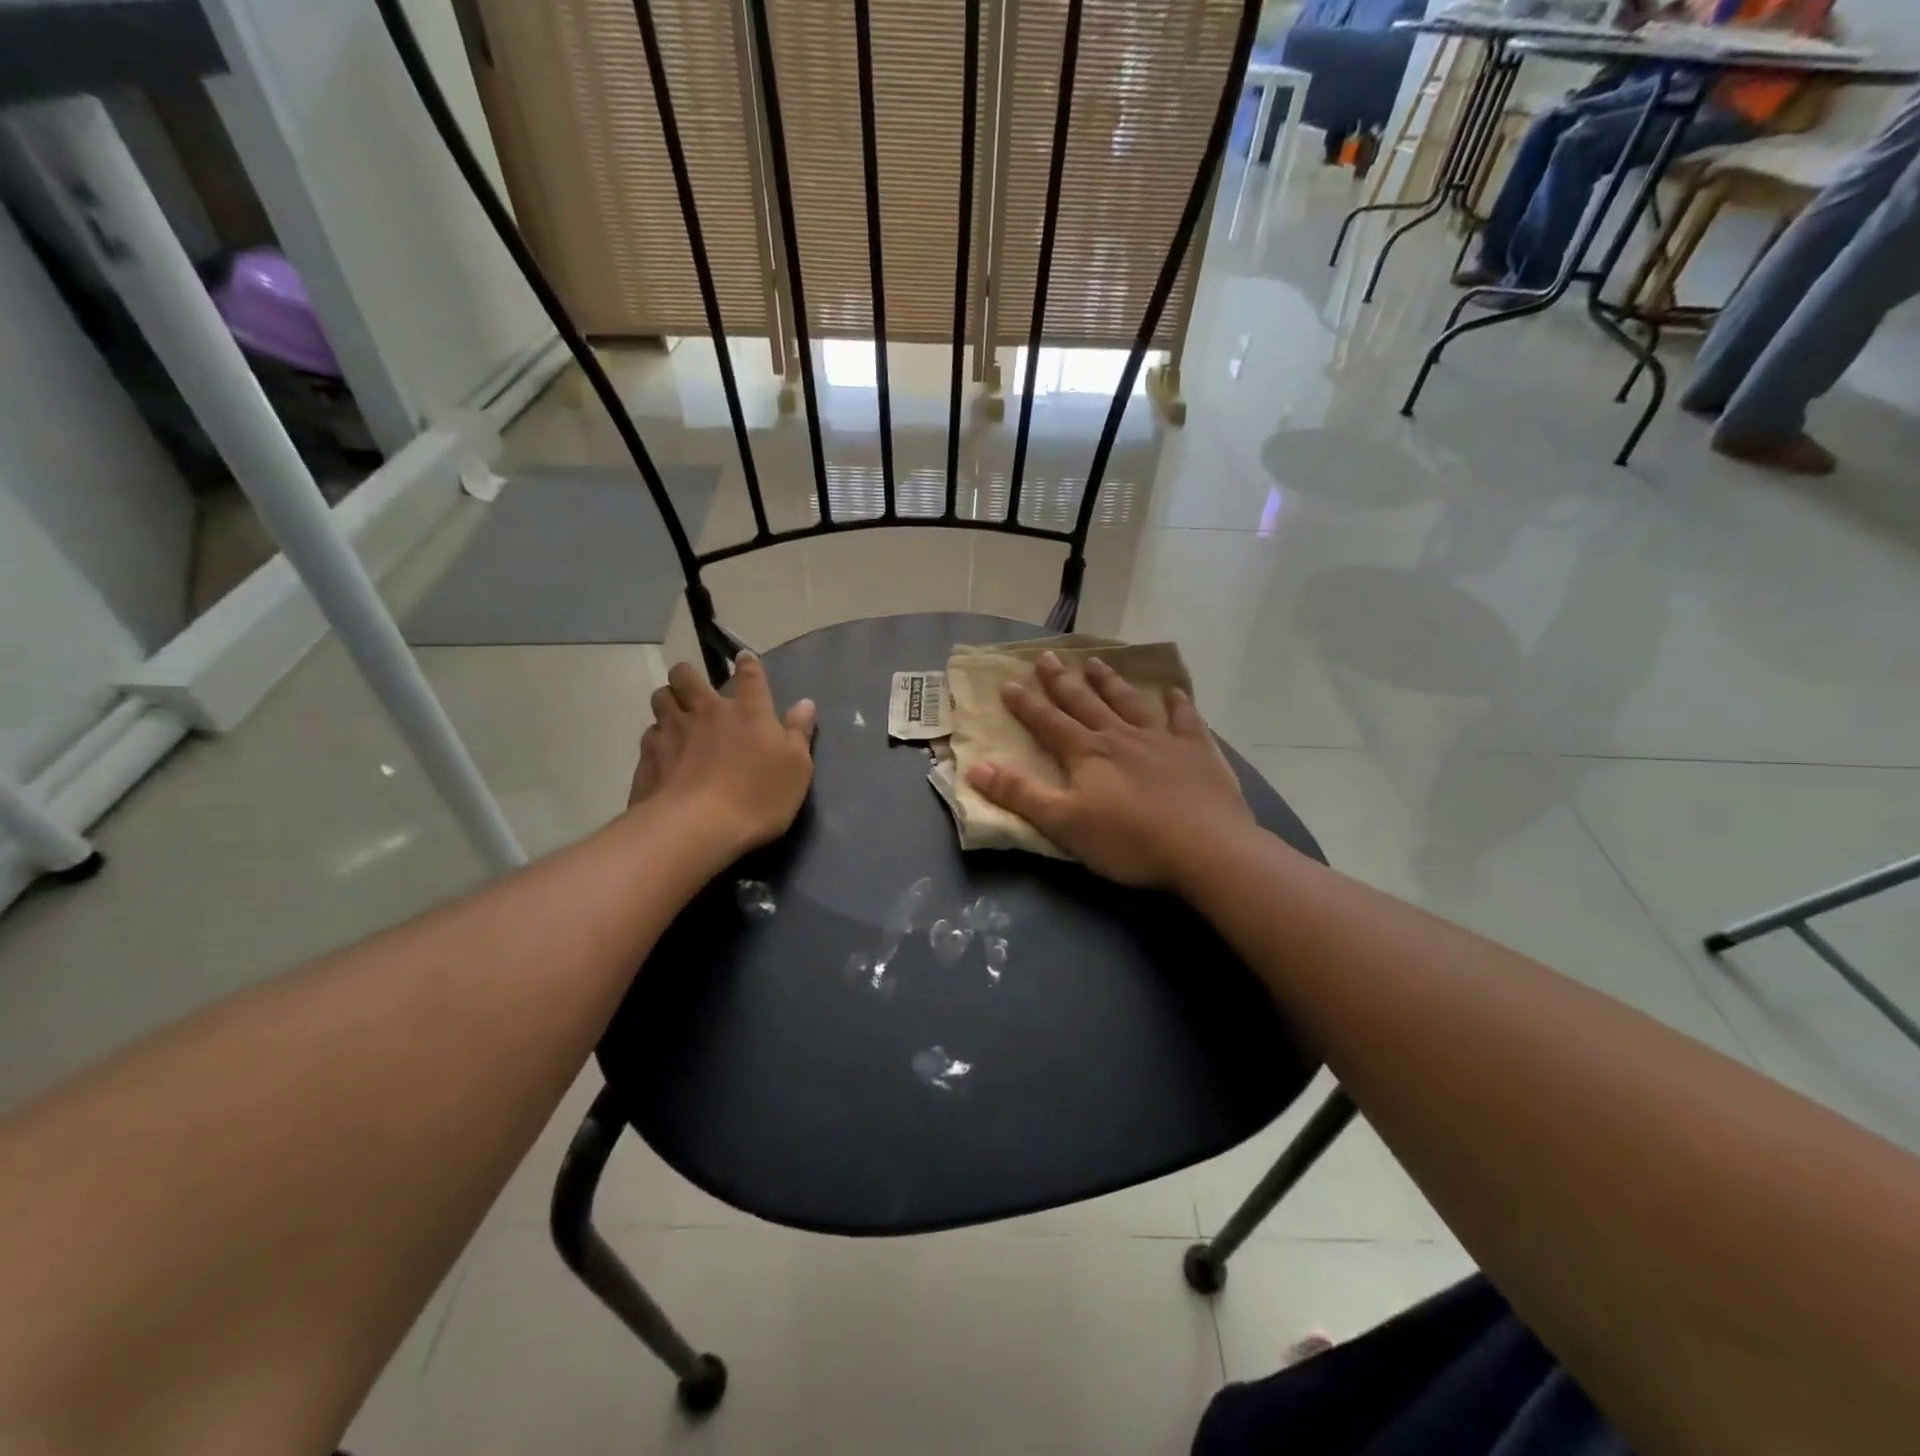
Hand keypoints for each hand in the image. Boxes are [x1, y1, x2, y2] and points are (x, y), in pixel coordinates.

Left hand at [628, 654, 816, 856]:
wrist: (696, 828)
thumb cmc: (757, 796)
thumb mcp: (796, 768)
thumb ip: (799, 732)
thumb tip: (805, 702)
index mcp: (748, 711)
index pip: (749, 675)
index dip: (747, 665)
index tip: (744, 660)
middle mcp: (706, 711)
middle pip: (685, 675)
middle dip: (689, 677)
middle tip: (696, 692)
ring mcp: (671, 731)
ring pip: (660, 698)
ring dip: (668, 702)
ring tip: (676, 717)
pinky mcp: (648, 757)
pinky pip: (649, 735)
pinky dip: (656, 738)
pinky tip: (663, 754)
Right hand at [965, 653, 1255, 888]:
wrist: (1205, 847)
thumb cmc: (1128, 840)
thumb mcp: (1063, 823)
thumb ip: (1021, 794)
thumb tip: (975, 767)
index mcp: (1087, 754)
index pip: (1048, 723)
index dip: (1026, 705)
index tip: (1008, 683)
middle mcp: (1120, 736)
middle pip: (1085, 703)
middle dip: (1062, 681)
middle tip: (1046, 657)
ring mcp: (1161, 740)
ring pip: (1129, 702)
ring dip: (1110, 682)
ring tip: (1096, 662)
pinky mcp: (1196, 751)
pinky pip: (1184, 719)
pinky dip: (1177, 703)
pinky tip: (1173, 691)